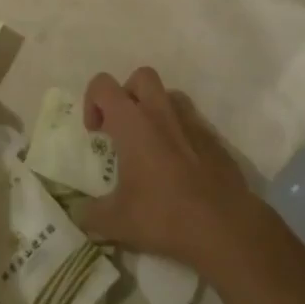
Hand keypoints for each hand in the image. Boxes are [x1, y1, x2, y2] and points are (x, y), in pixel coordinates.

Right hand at [76, 67, 257, 272]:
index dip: (92, 101)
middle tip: (123, 129)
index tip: (96, 133)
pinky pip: (191, 121)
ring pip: (169, 96)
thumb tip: (79, 215)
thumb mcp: (117, 222)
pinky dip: (179, 133)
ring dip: (155, 110)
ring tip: (151, 145)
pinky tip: (178, 166)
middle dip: (127, 95)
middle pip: (141, 77)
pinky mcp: (214, 138)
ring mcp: (192, 122)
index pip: (103, 85)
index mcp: (132, 122)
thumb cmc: (164, 215)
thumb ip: (91, 215)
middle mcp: (161, 112)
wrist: (225, 226)